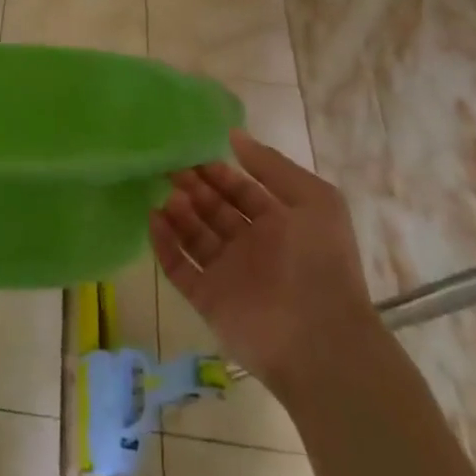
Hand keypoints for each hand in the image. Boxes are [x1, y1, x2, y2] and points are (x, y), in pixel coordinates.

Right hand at [151, 130, 379, 391]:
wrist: (321, 341)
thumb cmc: (321, 262)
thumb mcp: (314, 199)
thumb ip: (272, 165)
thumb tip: (234, 135)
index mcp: (279, 224)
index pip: (240, 190)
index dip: (218, 172)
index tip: (193, 152)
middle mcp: (251, 247)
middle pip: (214, 210)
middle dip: (194, 186)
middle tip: (171, 167)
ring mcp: (228, 275)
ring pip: (194, 236)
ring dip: (179, 212)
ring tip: (169, 195)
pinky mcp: (208, 300)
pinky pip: (179, 267)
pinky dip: (164, 244)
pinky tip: (153, 218)